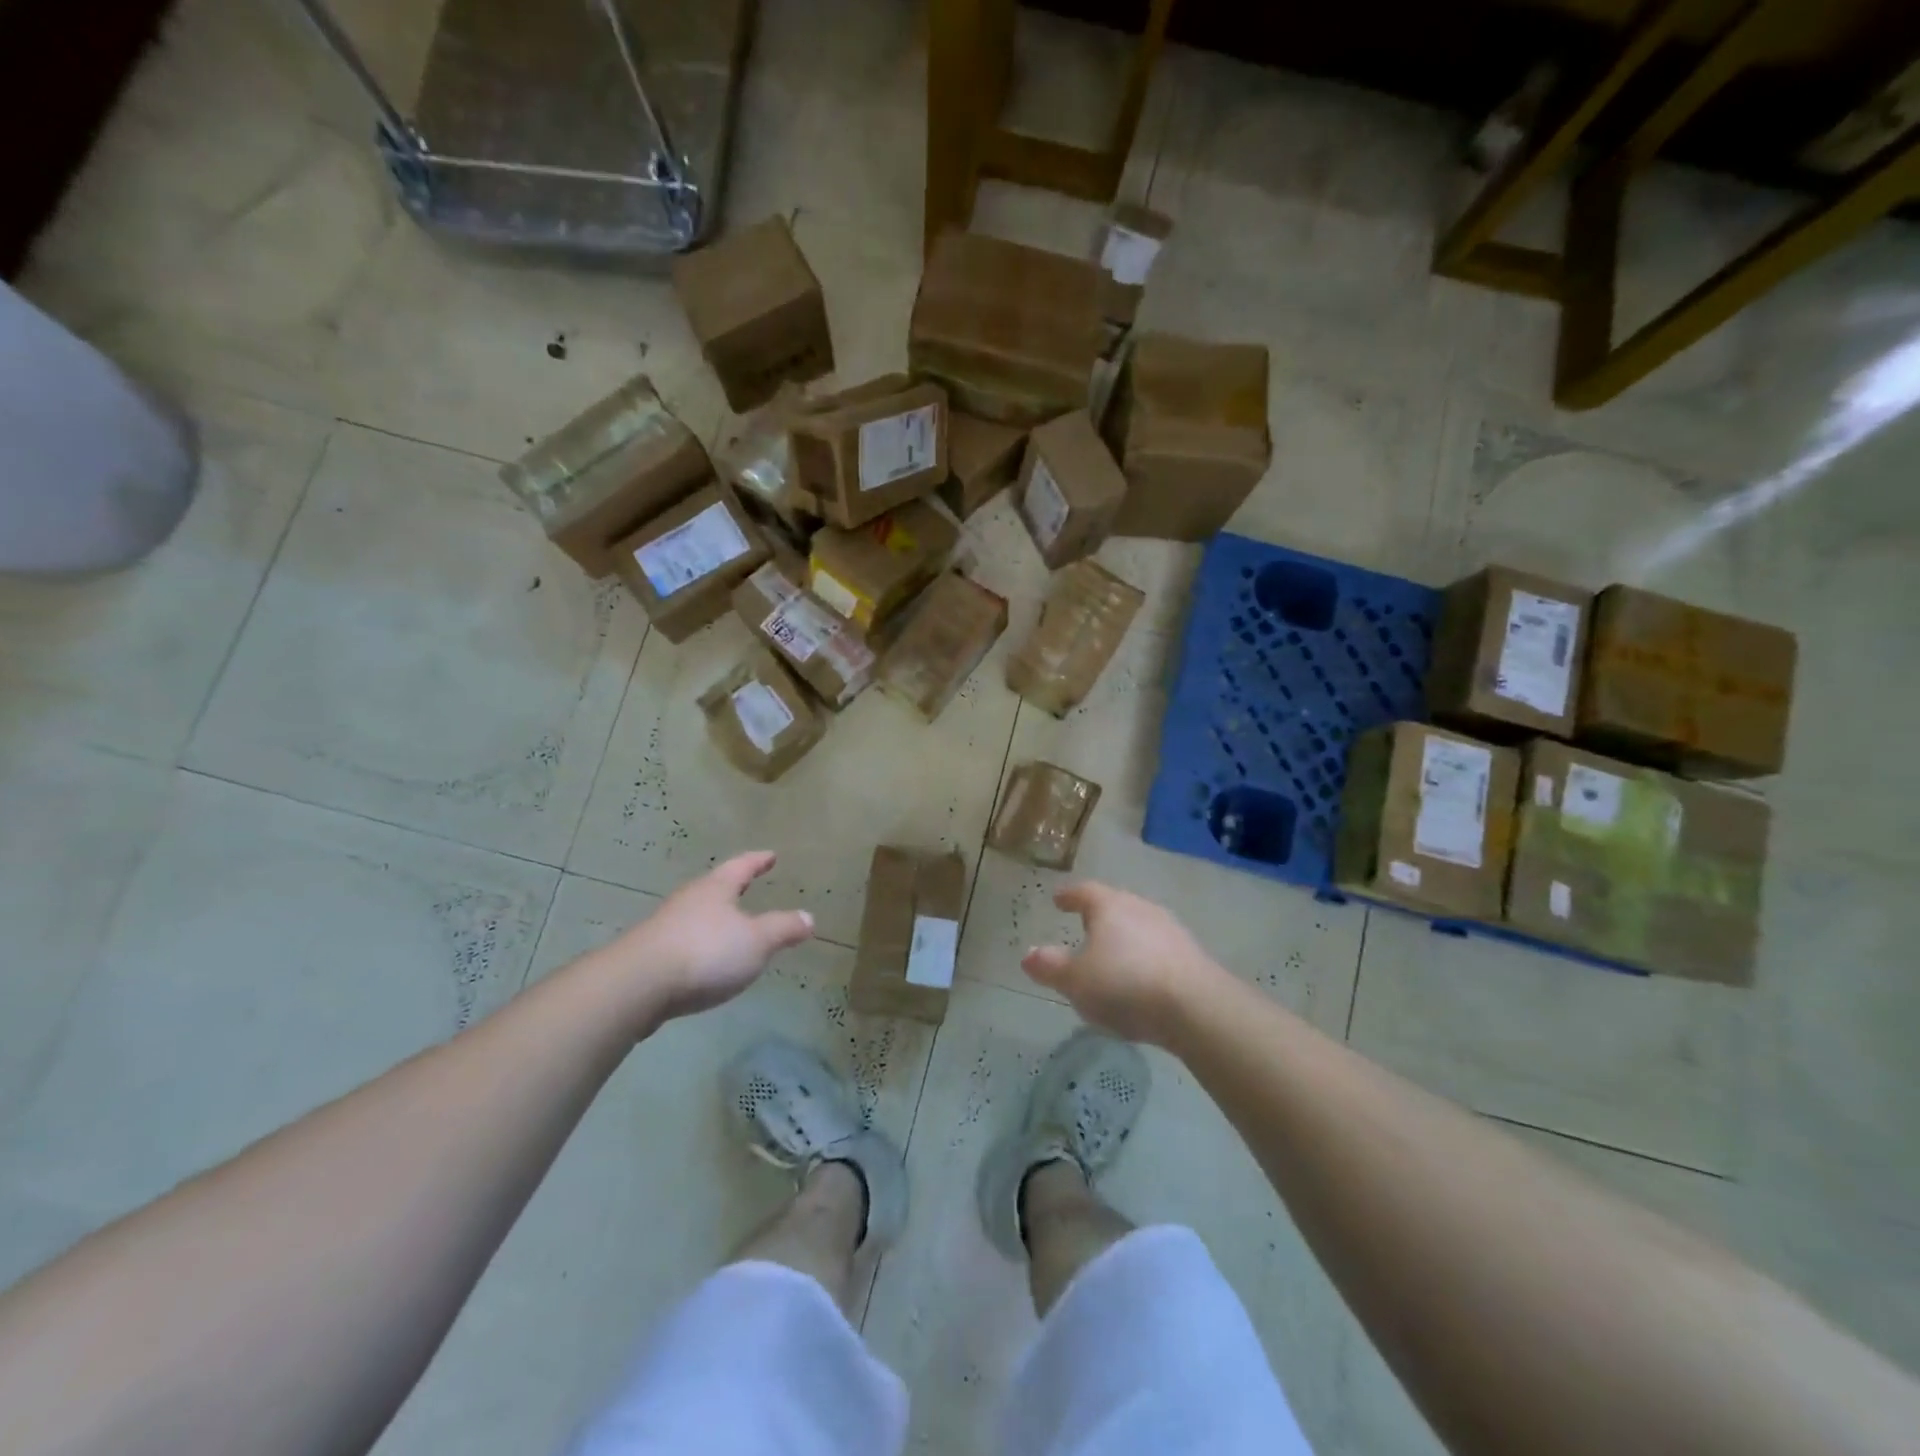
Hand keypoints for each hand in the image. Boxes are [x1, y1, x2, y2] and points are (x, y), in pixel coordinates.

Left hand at [604, 852, 813, 1022]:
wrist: (636, 986)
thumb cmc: (705, 952)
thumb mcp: (757, 941)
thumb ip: (783, 929)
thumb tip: (808, 917)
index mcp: (715, 889)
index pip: (741, 866)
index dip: (758, 861)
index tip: (770, 855)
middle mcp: (689, 900)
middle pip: (714, 887)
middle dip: (732, 888)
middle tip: (748, 885)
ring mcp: (664, 927)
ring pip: (695, 915)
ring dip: (713, 918)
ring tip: (729, 927)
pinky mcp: (649, 955)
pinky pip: (682, 941)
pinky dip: (698, 944)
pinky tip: (703, 960)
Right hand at [1022, 882, 1222, 1045]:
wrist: (1197, 1007)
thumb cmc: (1125, 985)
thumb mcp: (1076, 981)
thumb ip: (1050, 966)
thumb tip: (1028, 953)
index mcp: (1109, 906)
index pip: (1084, 892)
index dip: (1069, 896)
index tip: (1058, 900)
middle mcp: (1140, 908)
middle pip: (1115, 905)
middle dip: (1098, 915)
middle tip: (1084, 924)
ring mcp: (1170, 930)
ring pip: (1139, 926)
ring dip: (1124, 937)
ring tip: (1112, 955)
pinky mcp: (1191, 955)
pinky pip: (1158, 949)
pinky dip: (1144, 957)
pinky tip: (1140, 978)